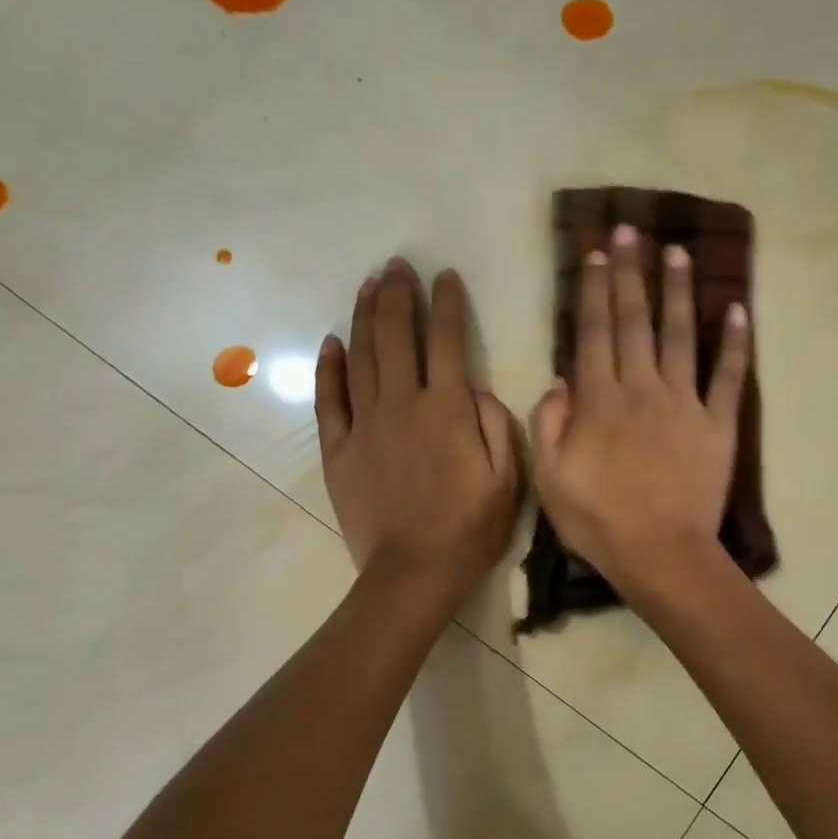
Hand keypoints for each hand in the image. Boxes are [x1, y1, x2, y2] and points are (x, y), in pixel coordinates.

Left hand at [316, 260, 521, 602]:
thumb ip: (497, 425)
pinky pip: (328, 399)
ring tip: (368, 285)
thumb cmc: (470, 528)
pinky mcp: (338, 449)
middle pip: (397, 336)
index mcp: (448, 410)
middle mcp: (402, 405)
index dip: (447, 304)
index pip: (447, 341)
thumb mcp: (508, 478)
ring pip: (361, 357)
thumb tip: (479, 390)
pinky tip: (332, 341)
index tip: (446, 276)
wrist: (413, 572)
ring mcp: (365, 425)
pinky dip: (329, 366)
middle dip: (399, 295)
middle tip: (398, 266)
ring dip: (365, 316)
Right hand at [530, 225, 750, 599]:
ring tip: (678, 251)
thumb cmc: (600, 522)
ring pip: (681, 335)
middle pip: (635, 320)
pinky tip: (738, 309)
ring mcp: (685, 403)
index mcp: (600, 400)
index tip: (596, 252)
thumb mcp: (550, 480)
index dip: (595, 288)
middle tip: (631, 230)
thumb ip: (550, 424)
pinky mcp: (718, 424)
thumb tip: (559, 381)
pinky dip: (736, 343)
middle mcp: (642, 388)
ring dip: (678, 291)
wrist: (662, 554)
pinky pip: (728, 376)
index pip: (594, 331)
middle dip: (631, 272)